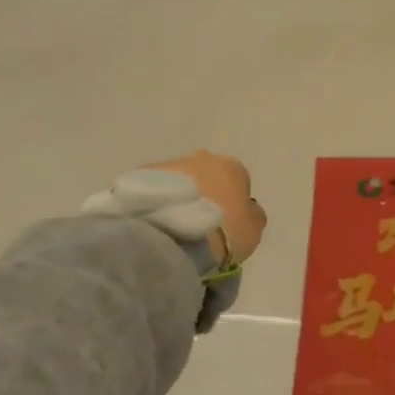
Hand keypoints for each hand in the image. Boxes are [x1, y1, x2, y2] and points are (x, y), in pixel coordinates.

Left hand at [147, 151, 266, 264]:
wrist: (175, 236)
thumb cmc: (224, 231)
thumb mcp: (253, 228)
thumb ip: (252, 214)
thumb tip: (247, 209)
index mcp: (233, 167)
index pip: (237, 179)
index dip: (232, 201)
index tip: (225, 221)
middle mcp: (202, 158)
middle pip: (206, 174)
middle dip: (203, 193)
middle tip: (197, 221)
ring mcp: (169, 165)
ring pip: (178, 180)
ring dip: (178, 197)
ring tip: (172, 225)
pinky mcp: (141, 176)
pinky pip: (153, 190)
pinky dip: (156, 202)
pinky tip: (155, 224)